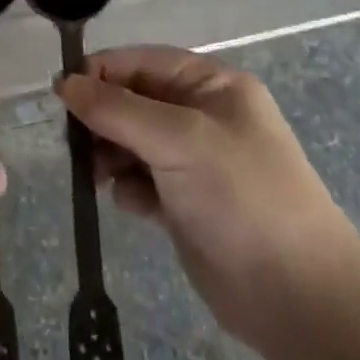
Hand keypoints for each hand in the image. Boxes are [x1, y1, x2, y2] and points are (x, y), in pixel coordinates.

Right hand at [56, 47, 359, 350]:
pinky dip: (128, 186)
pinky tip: (130, 204)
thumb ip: (115, 109)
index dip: (100, 72)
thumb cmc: (241, 197)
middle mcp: (203, 115)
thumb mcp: (177, 139)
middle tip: (77, 144)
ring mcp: (195, 160)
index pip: (142, 61)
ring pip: (131, 140)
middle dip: (102, 119)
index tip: (62, 95)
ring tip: (99, 176)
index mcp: (212, 85)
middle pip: (133, 100)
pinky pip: (140, 178)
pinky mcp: (186, 201)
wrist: (297, 297)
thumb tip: (63, 82)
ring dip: (109, 154)